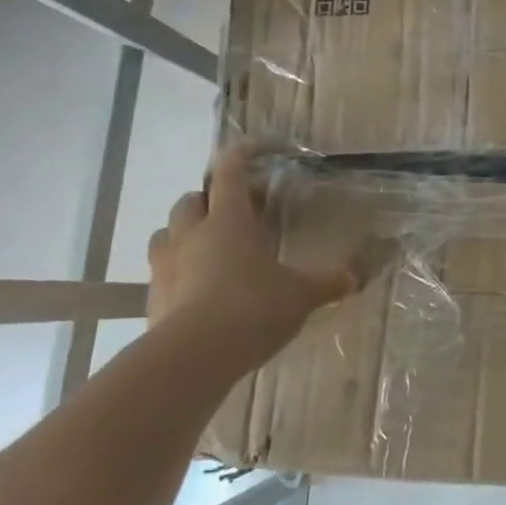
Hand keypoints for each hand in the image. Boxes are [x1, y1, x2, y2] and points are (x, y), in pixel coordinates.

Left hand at [147, 143, 361, 344]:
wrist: (194, 356)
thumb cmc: (253, 308)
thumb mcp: (299, 295)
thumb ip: (326, 283)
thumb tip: (354, 277)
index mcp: (229, 221)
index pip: (230, 173)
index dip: (241, 155)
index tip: (255, 148)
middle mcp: (192, 234)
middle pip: (192, 200)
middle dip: (211, 200)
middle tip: (237, 213)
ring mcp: (166, 266)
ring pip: (168, 233)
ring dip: (186, 232)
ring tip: (209, 248)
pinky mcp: (152, 298)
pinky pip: (161, 272)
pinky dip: (177, 271)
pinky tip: (197, 289)